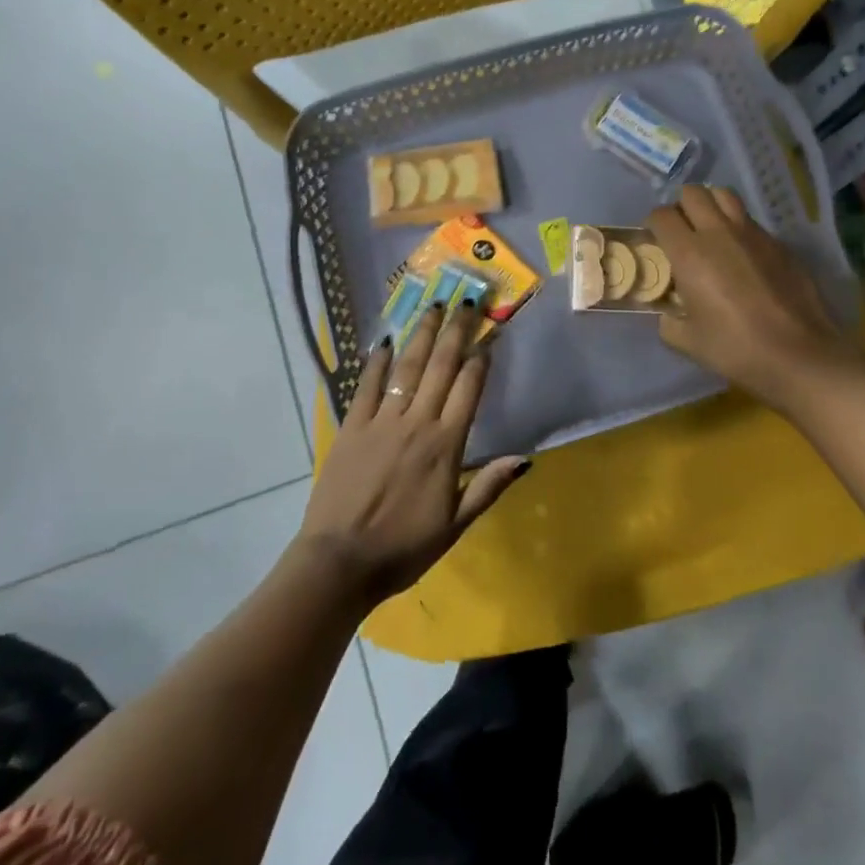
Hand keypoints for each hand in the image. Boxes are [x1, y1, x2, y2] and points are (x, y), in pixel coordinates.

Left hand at [298, 302, 529, 605]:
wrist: (339, 563)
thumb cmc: (403, 549)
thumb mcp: (455, 526)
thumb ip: (488, 486)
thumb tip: (525, 458)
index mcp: (445, 446)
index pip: (469, 389)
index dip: (480, 358)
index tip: (489, 333)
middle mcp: (416, 423)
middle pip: (441, 367)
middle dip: (455, 330)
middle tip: (466, 300)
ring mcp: (381, 421)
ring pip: (408, 368)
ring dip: (422, 334)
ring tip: (433, 305)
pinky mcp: (352, 426)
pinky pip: (367, 385)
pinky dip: (377, 361)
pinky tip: (386, 339)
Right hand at [648, 185, 864, 415]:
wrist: (799, 354)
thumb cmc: (736, 348)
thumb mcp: (688, 341)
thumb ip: (669, 321)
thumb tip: (667, 312)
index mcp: (690, 253)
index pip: (661, 215)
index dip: (654, 225)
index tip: (657, 243)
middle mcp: (719, 232)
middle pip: (692, 193)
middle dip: (682, 207)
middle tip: (683, 232)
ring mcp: (752, 233)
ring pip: (724, 195)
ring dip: (712, 206)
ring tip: (711, 231)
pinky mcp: (778, 242)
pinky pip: (750, 220)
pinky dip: (739, 227)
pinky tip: (744, 255)